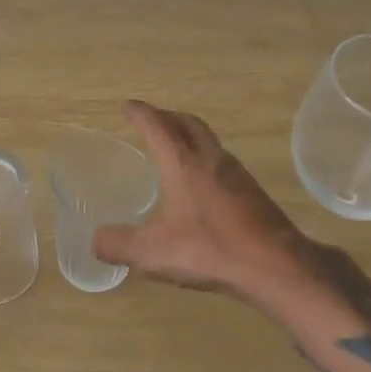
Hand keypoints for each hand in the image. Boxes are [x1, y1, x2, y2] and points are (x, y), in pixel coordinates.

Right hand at [93, 100, 303, 298]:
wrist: (274, 265)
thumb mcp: (152, 252)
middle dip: (167, 116)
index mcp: (183, 164)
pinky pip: (222, 161)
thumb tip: (97, 240)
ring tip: (174, 148)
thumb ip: (118, 244)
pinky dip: (204, 157)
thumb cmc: (209, 250)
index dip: (141, 114)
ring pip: (209, 140)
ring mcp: (236, 173)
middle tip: (152, 120)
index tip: (128, 106)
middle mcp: (211, 159)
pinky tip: (201, 183)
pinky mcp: (251, 192)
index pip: (157, 126)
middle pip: (188, 123)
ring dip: (189, 135)